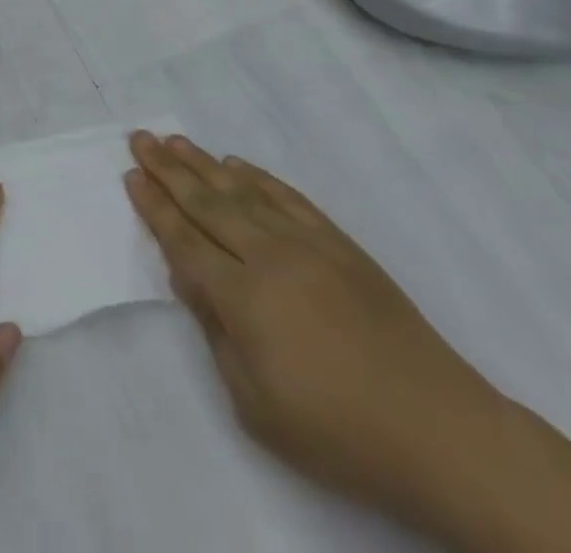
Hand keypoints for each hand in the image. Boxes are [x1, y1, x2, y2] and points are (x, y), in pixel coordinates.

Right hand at [124, 131, 504, 526]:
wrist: (439, 430)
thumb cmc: (338, 433)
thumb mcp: (256, 405)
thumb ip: (216, 332)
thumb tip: (188, 275)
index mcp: (244, 298)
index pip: (184, 241)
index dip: (155, 208)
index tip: (131, 177)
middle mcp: (269, 256)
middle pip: (206, 203)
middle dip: (167, 170)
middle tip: (139, 138)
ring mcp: (307, 243)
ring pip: (242, 191)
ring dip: (203, 164)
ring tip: (175, 141)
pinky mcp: (339, 242)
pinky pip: (287, 197)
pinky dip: (258, 177)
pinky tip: (237, 164)